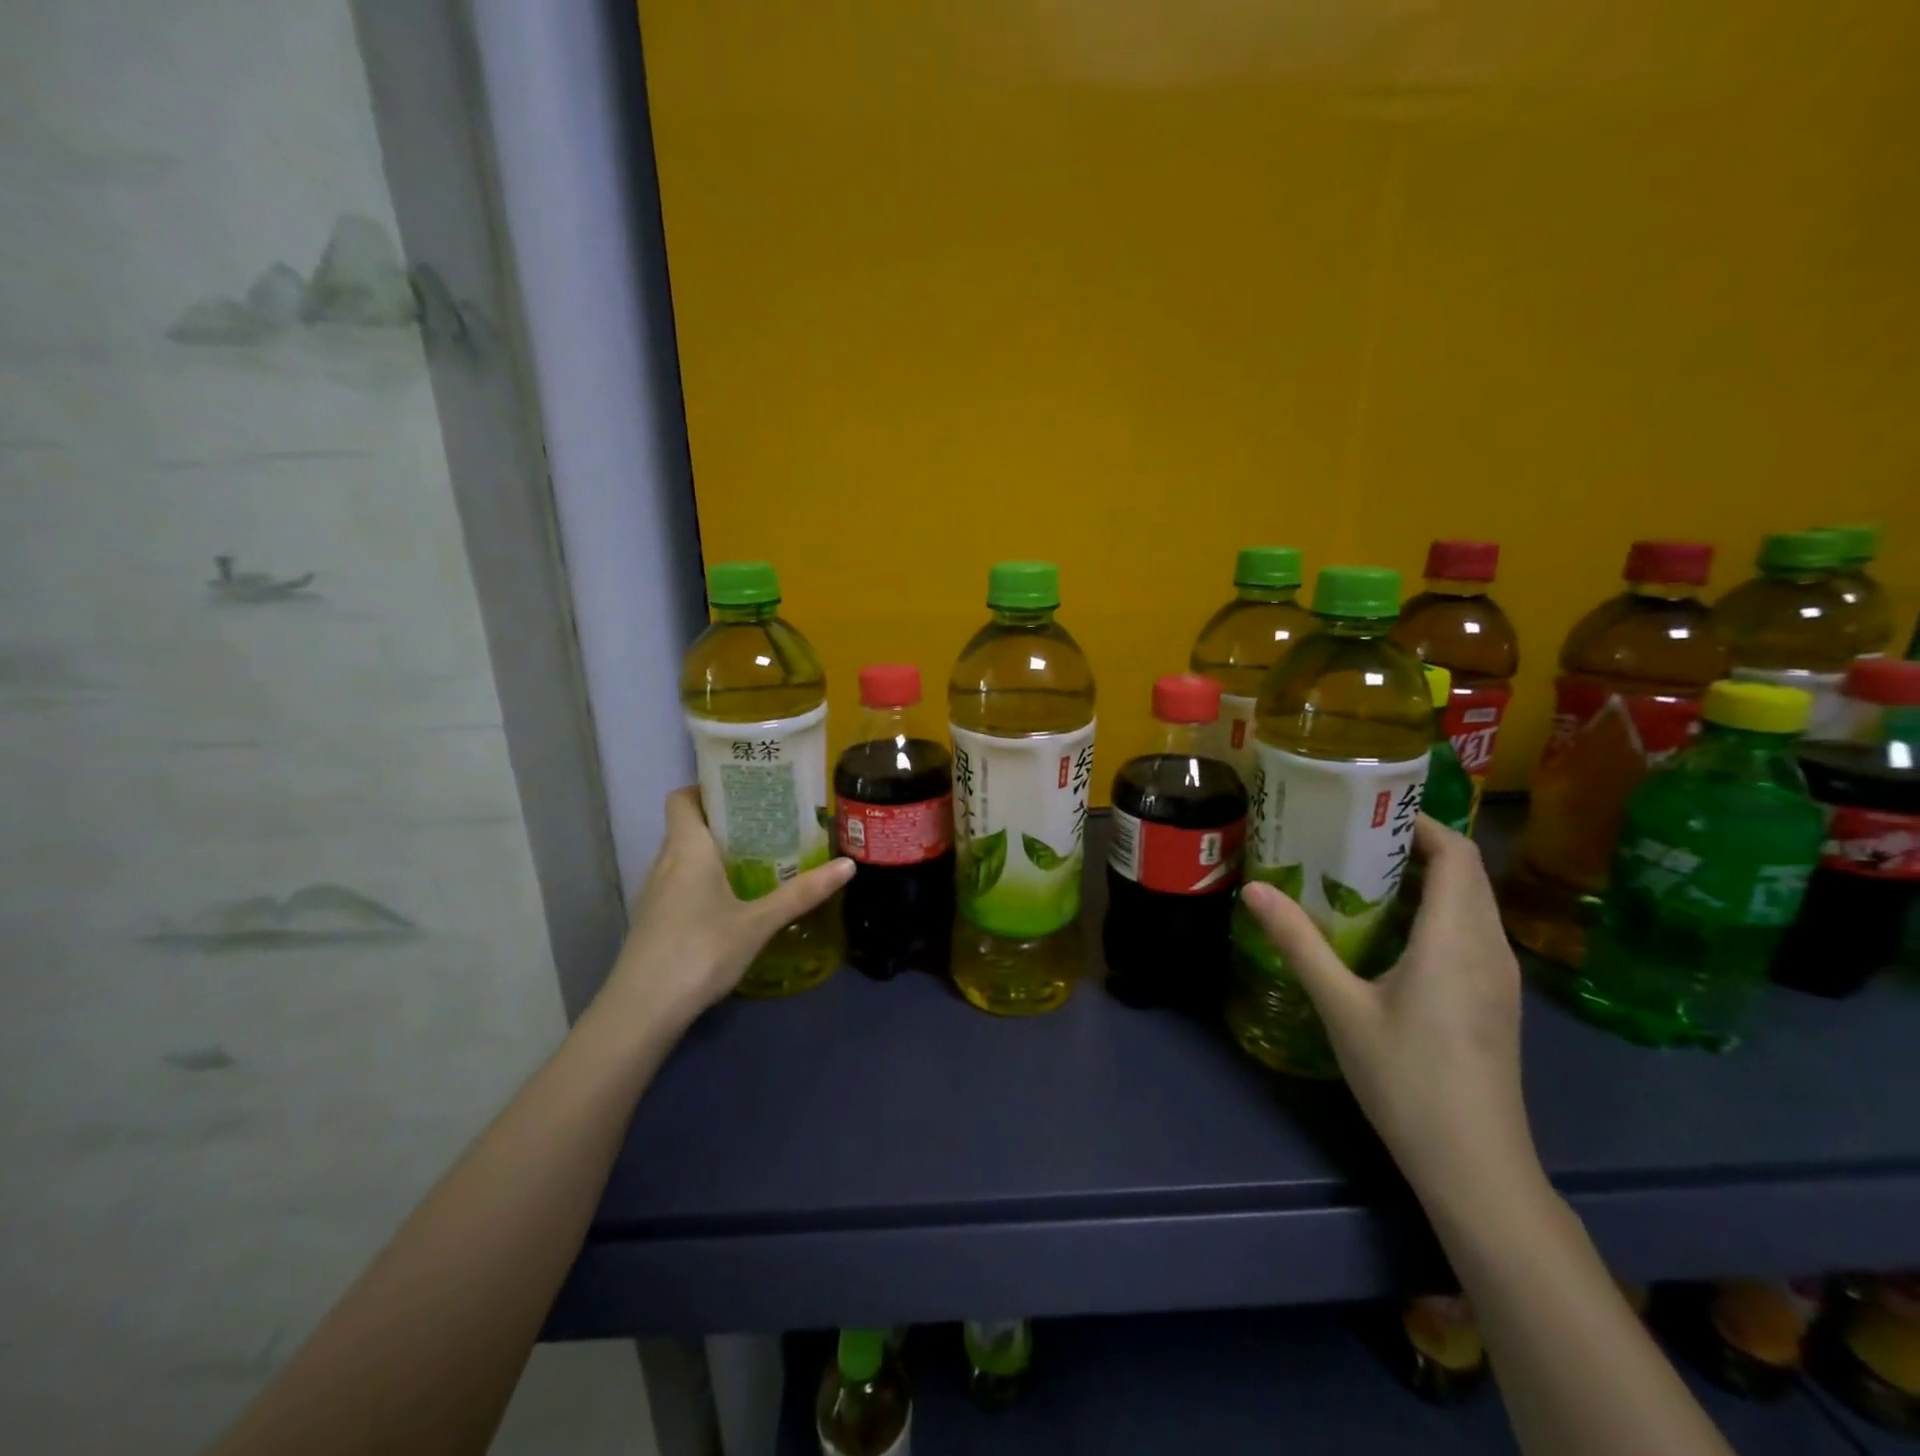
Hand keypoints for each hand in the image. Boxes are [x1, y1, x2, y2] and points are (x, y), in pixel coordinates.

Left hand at [599, 787, 853, 1026]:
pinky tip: (734, 898)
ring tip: (760, 856)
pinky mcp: (655, 919)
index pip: (683, 798)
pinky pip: (682, 882)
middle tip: (768, 822)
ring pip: (685, 856)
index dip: (707, 788)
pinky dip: (705, 878)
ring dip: (716, 851)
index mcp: (687, 849)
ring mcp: (656, 893)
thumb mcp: (758, 923)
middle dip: (726, 820)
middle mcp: (665, 862)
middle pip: (689, 825)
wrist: (642, 1010)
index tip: (744, 791)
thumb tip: (848, 866)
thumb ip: (802, 894)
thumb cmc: (700, 952)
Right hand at [1239, 815, 1537, 1213]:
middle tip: (1348, 839)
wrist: (1475, 1165)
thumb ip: (1299, 943)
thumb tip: (1254, 889)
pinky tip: (1385, 933)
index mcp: (1456, 938)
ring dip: (1423, 879)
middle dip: (1413, 845)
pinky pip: (1468, 932)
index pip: (1456, 853)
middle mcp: (1488, 947)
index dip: (1419, 823)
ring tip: (1358, 876)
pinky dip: (1433, 912)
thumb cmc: (1407, 1078)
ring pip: (1469, 904)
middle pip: (1465, 873)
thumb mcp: (1342, 1006)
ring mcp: (1498, 978)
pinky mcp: (1494, 1001)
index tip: (1367, 812)